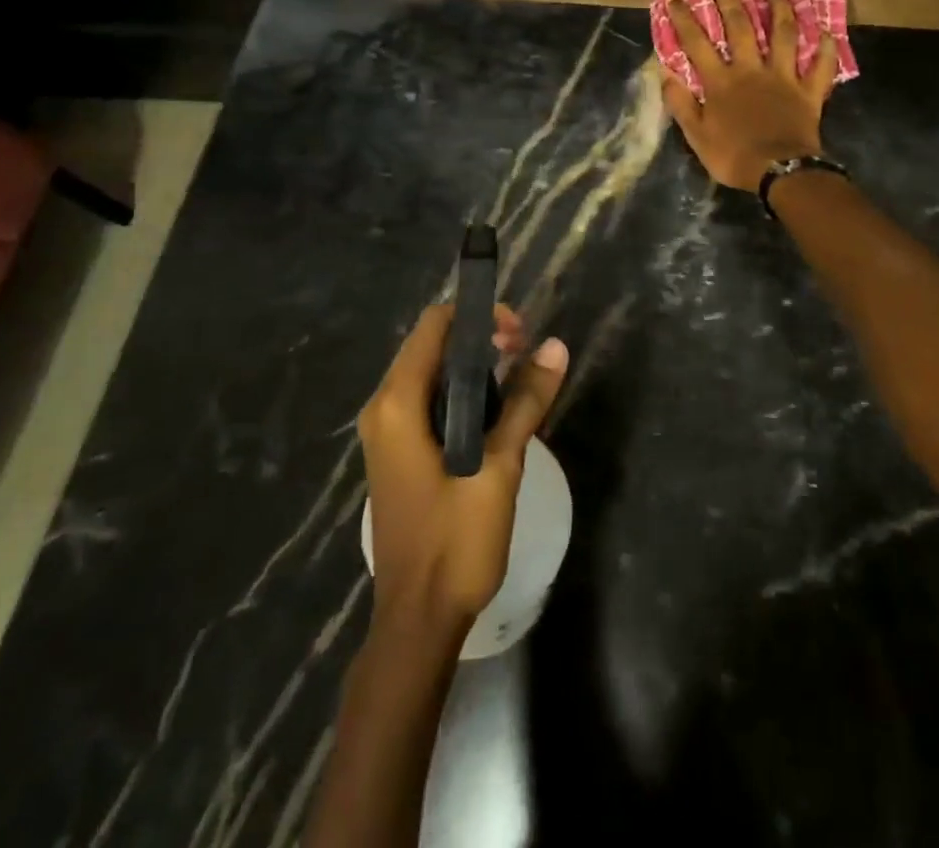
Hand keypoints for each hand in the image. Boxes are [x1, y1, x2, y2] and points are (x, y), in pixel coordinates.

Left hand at [358, 304, 568, 631]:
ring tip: (517, 379)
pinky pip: (427, 402)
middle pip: (431, 346)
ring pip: (431, 374)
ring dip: (473, 367)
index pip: (434, 326)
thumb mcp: (499, 468)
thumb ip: (525, 403)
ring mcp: (386, 433)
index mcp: (397, 404)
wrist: (418, 621)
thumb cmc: (455, 543)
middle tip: (525, 355)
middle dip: (480, 339)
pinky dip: (460, 394)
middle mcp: (383, 409)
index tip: (520, 335)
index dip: (479, 317)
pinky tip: (494, 412)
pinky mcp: (397, 453)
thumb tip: (556, 346)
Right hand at [662, 0, 838, 190]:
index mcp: (721, 82)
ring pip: (783, 35)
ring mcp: (783, 77)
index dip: (685, 20)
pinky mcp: (808, 91)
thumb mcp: (696, 136)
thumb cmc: (734, 156)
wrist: (780, 172)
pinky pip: (820, 66)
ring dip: (781, 10)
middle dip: (729, 2)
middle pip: (740, 27)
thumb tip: (666, 75)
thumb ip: (682, 104)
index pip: (697, 44)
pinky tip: (826, 33)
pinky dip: (825, 49)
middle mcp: (751, 70)